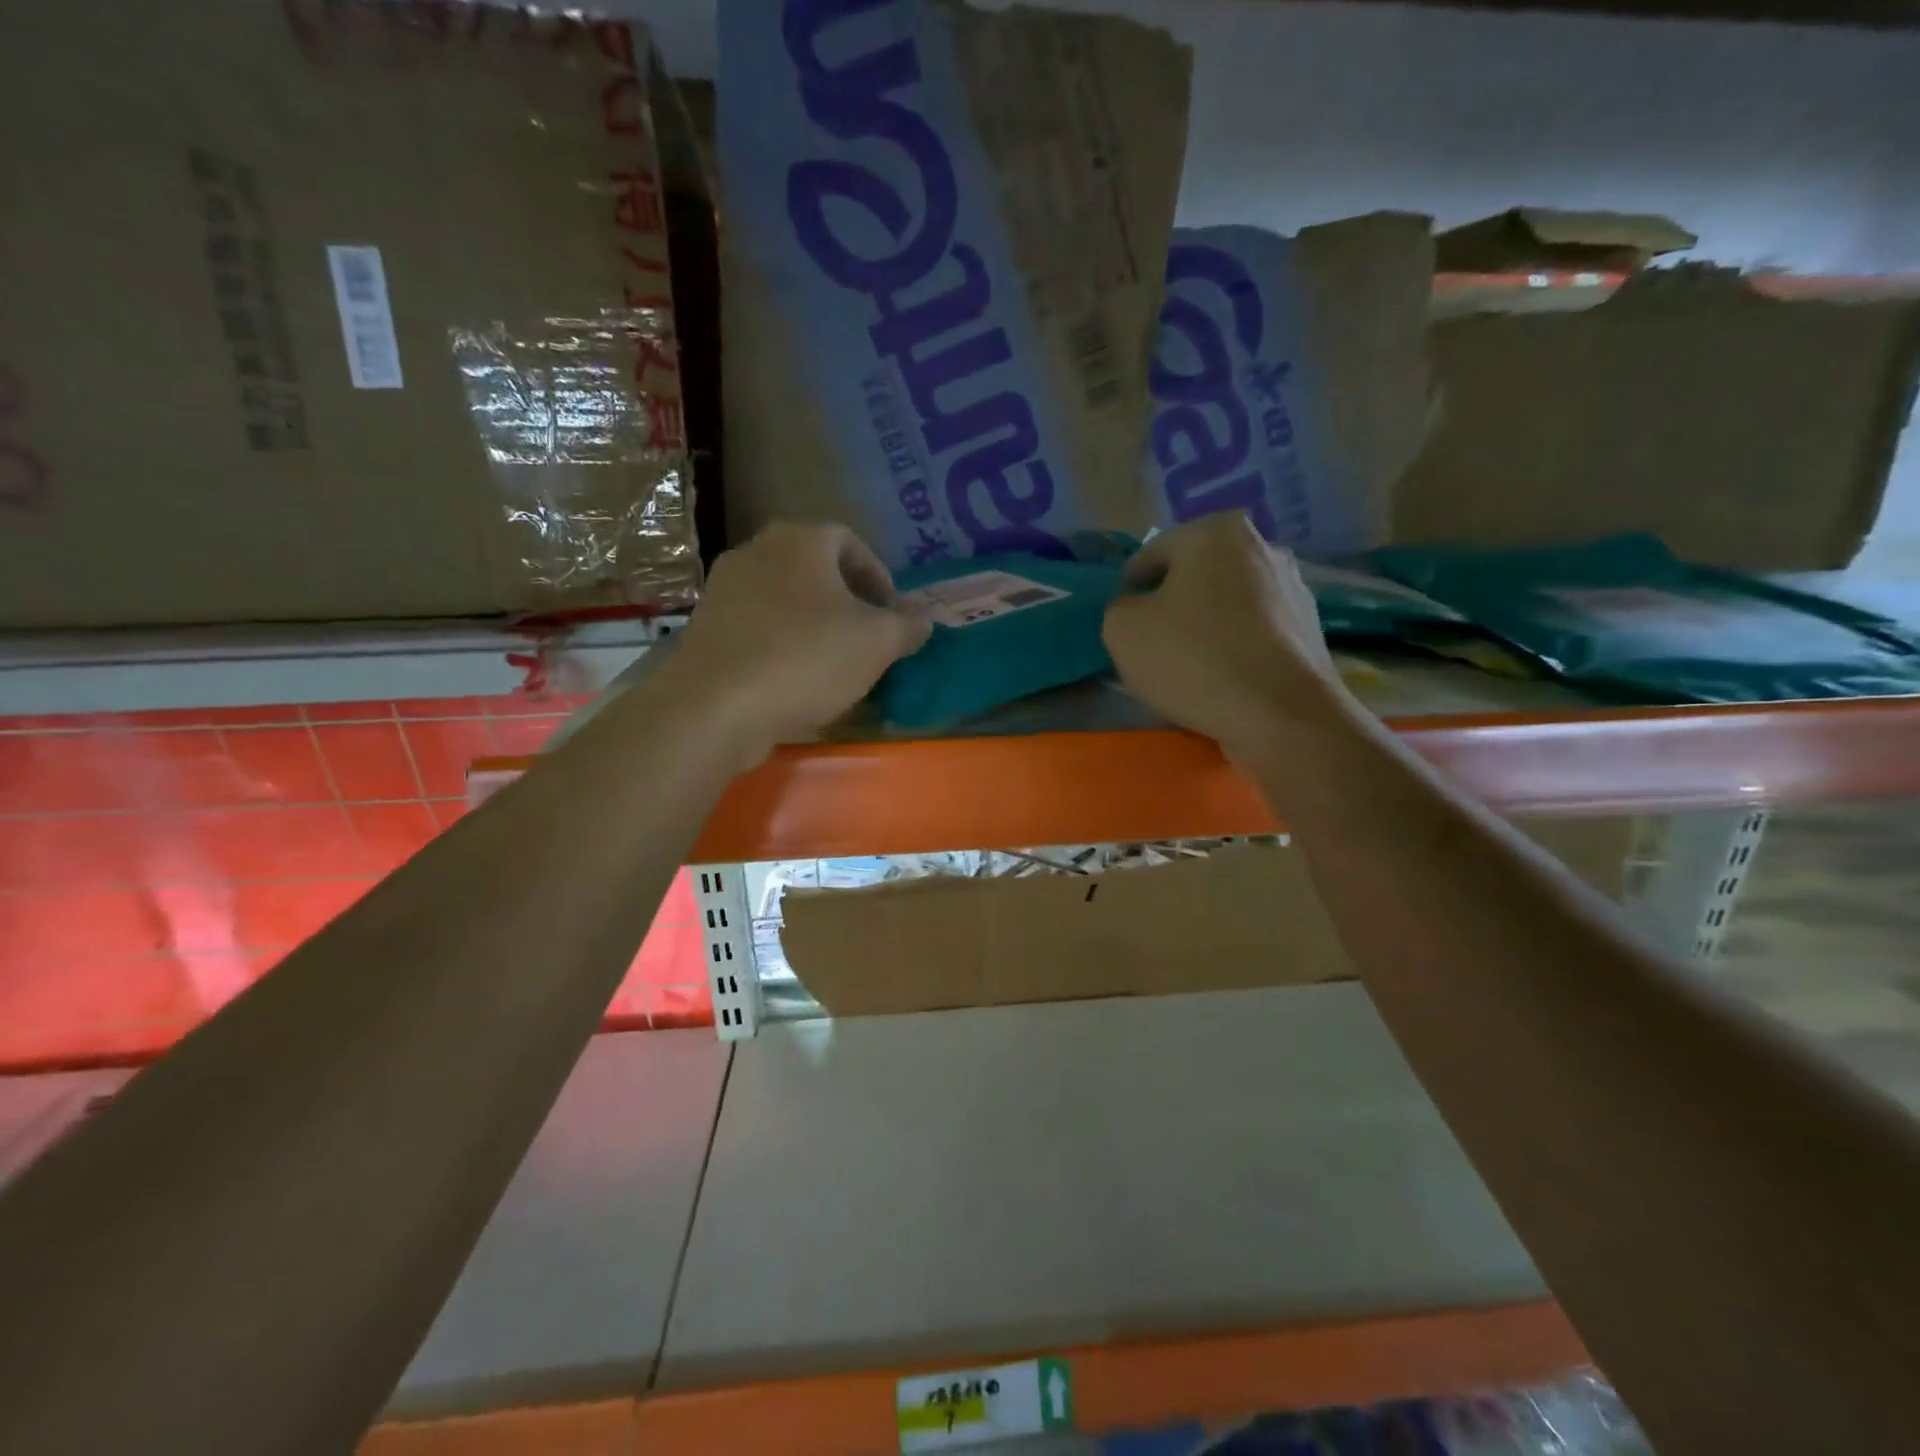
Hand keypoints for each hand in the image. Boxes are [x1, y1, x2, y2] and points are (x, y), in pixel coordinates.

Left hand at [661, 523, 930, 765]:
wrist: (717, 705)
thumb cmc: (807, 658)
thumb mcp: (877, 643)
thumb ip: (907, 625)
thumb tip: (923, 618)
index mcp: (801, 540)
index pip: (850, 542)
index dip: (878, 576)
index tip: (891, 614)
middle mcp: (757, 551)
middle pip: (814, 569)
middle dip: (846, 601)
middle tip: (866, 637)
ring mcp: (724, 588)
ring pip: (784, 599)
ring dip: (812, 624)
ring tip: (833, 663)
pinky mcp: (705, 627)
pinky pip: (757, 627)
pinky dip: (781, 644)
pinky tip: (794, 680)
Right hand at [1102, 513, 1341, 759]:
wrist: (1281, 714)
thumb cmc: (1194, 659)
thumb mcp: (1123, 630)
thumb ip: (1120, 608)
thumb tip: (1138, 609)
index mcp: (1215, 532)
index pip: (1152, 555)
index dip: (1130, 590)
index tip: (1124, 622)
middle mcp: (1262, 546)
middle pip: (1195, 577)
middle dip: (1172, 605)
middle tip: (1153, 645)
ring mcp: (1293, 587)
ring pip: (1227, 604)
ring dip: (1205, 626)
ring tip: (1189, 667)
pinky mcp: (1310, 628)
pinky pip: (1254, 632)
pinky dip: (1235, 648)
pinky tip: (1223, 679)